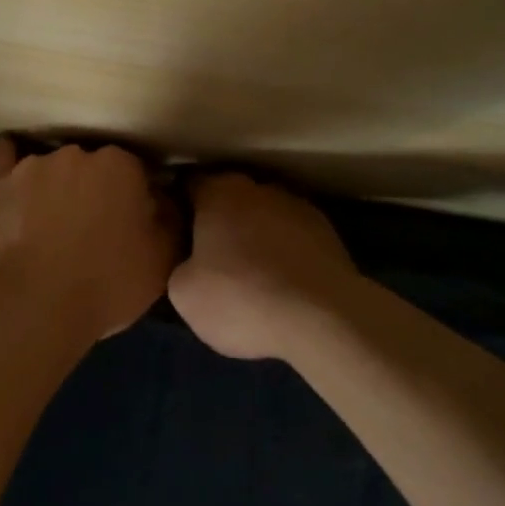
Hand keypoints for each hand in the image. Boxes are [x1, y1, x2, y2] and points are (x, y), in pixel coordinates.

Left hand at [0, 137, 176, 340]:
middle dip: (93, 191)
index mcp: (120, 166)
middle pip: (91, 166)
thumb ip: (171, 220)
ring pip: (51, 167)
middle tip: (92, 230)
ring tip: (49, 227)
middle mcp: (76, 154)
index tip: (130, 225)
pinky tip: (13, 181)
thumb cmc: (106, 284)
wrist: (35, 309)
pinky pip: (2, 156)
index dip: (133, 199)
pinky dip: (8, 164)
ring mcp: (31, 166)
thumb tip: (165, 198)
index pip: (134, 172)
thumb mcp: (161, 260)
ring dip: (54, 188)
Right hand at [169, 173, 360, 359]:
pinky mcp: (328, 232)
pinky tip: (283, 284)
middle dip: (220, 221)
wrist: (322, 320)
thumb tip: (191, 261)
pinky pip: (294, 238)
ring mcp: (298, 207)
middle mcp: (259, 188)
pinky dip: (285, 253)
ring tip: (251, 275)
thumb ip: (180, 264)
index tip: (176, 232)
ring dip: (256, 236)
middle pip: (230, 198)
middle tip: (210, 257)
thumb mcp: (184, 293)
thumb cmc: (241, 298)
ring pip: (265, 216)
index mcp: (219, 192)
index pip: (190, 185)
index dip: (180, 207)